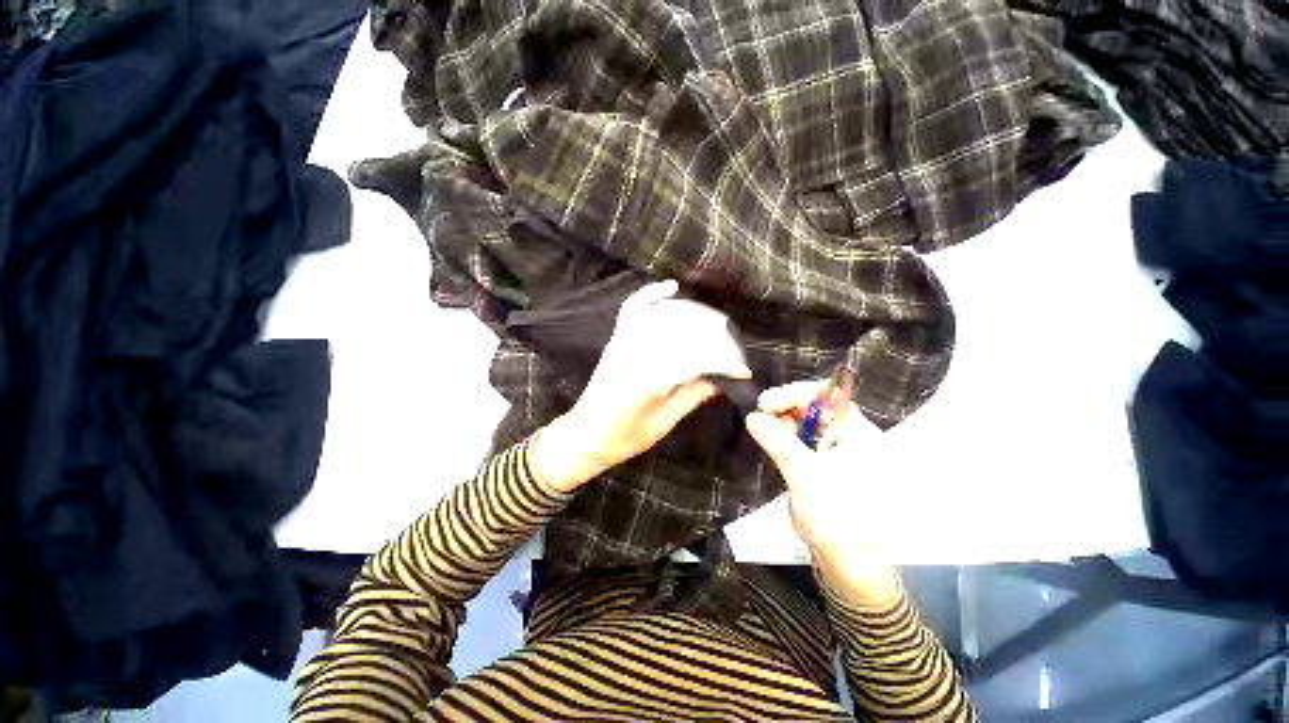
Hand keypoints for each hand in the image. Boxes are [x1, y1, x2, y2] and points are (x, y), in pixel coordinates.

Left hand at [531, 280, 751, 492]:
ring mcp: (623, 343)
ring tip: (714, 326)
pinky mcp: (616, 341)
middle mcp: (634, 355)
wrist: (583, 436)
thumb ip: (690, 397)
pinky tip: (670, 288)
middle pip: (682, 333)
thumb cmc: (622, 439)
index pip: (695, 360)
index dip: (722, 363)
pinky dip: (651, 294)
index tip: (741, 370)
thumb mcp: (661, 424)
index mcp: (647, 381)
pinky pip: (633, 309)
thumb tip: (719, 380)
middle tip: (731, 350)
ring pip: (662, 317)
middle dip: (713, 338)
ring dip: (692, 317)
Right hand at [745, 380, 899, 606]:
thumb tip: (753, 416)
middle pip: (814, 408)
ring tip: (760, 430)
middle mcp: (850, 438)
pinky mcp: (823, 467)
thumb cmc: (836, 517)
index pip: (826, 396)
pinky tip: (769, 443)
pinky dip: (784, 439)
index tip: (765, 403)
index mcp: (859, 434)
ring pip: (804, 425)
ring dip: (781, 423)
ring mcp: (836, 453)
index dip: (793, 393)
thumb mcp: (805, 475)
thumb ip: (778, 441)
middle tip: (758, 417)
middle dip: (784, 407)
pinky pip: (801, 443)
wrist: (849, 565)